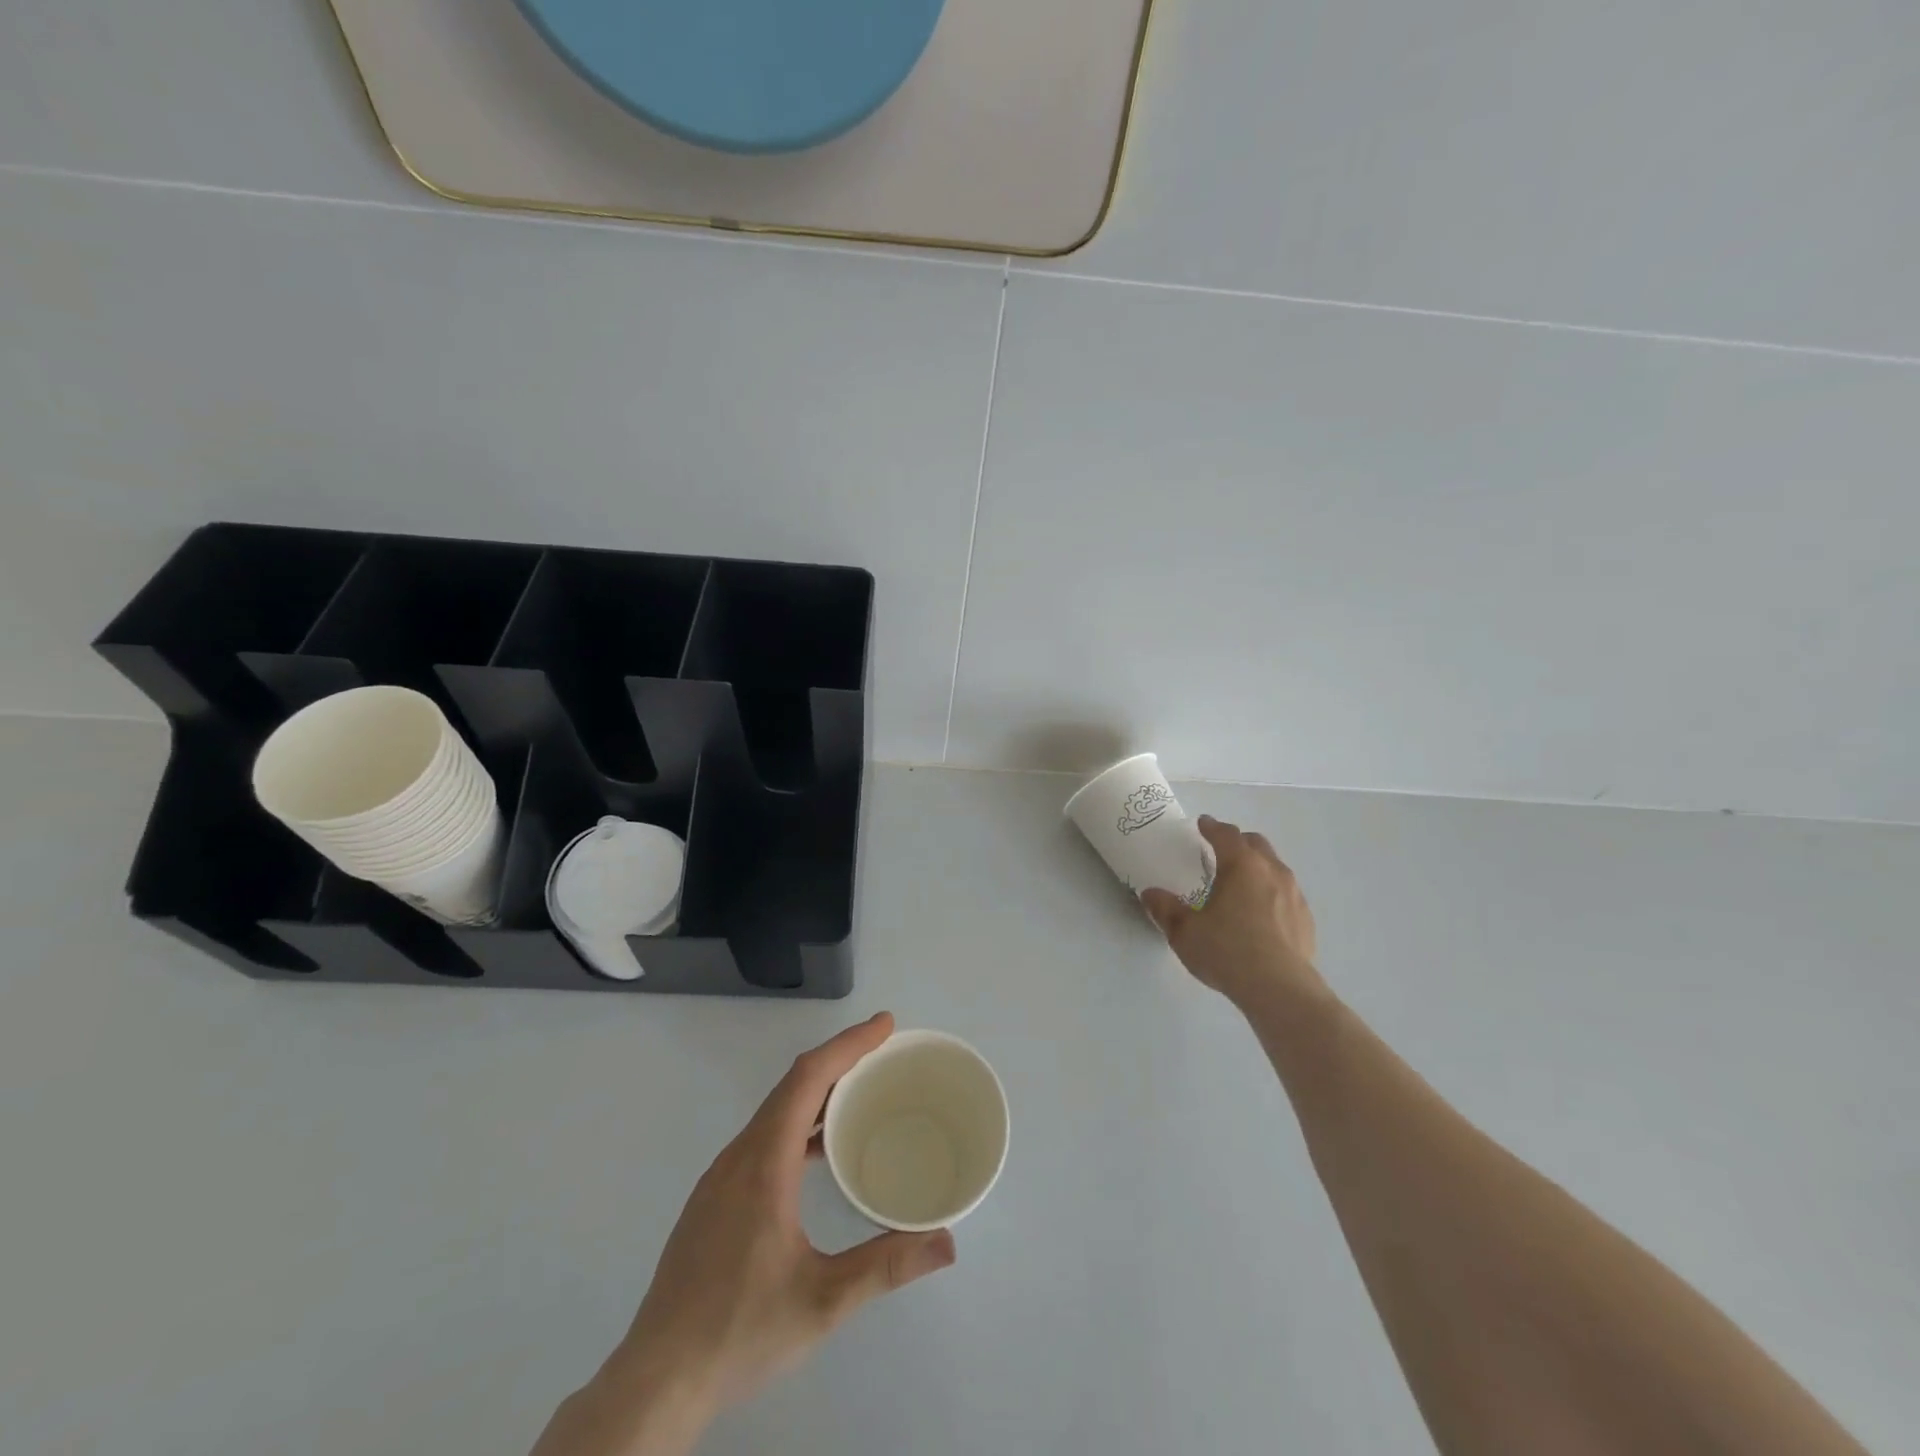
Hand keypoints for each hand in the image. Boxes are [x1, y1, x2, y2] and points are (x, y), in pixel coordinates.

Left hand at [532, 1014, 955, 1455]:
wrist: (655, 1382)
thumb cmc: (739, 1331)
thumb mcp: (823, 1301)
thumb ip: (886, 1265)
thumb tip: (946, 1242)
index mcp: (763, 1163)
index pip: (808, 1078)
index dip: (849, 1044)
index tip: (885, 1025)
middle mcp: (738, 1156)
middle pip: (791, 1086)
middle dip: (839, 1059)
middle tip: (883, 1052)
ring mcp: (720, 1178)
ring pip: (774, 1111)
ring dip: (817, 1091)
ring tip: (859, 1094)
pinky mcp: (713, 1200)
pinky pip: (762, 1137)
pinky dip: (797, 1121)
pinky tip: (816, 1153)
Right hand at [1142, 816, 1323, 1007]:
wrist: (1280, 989)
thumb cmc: (1227, 951)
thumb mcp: (1184, 932)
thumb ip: (1165, 909)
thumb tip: (1150, 894)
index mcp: (1241, 865)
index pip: (1226, 834)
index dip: (1212, 827)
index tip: (1203, 824)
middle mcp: (1271, 871)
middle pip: (1256, 844)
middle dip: (1238, 842)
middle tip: (1221, 851)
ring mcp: (1294, 895)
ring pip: (1275, 867)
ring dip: (1258, 867)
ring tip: (1241, 884)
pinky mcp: (1306, 919)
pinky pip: (1287, 894)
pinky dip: (1272, 893)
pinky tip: (1261, 915)